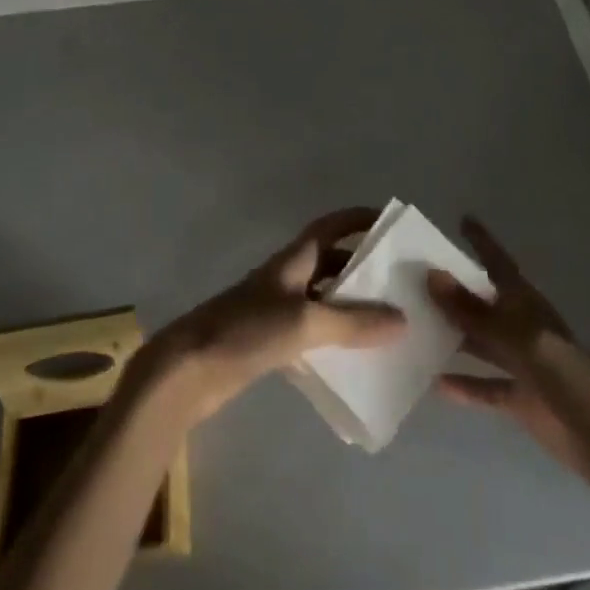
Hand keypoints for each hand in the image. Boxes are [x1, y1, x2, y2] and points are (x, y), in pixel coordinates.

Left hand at [144, 207, 403, 422]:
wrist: (189, 370)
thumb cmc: (246, 330)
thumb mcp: (305, 322)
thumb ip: (352, 322)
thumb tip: (401, 319)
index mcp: (293, 260)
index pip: (330, 227)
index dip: (358, 219)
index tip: (391, 222)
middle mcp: (287, 278)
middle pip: (331, 263)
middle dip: (364, 268)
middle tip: (401, 282)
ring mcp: (277, 309)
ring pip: (324, 299)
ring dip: (351, 306)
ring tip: (389, 321)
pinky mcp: (270, 340)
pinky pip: (313, 330)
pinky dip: (335, 337)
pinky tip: (356, 357)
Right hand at [428, 217, 589, 507]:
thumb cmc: (574, 379)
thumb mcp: (521, 341)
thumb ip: (476, 313)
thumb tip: (432, 276)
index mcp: (527, 306)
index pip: (499, 264)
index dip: (482, 242)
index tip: (462, 219)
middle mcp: (521, 329)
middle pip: (482, 303)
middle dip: (454, 290)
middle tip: (413, 277)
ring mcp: (521, 366)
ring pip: (479, 343)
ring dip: (451, 335)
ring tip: (411, 327)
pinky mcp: (521, 400)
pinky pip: (485, 387)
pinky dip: (463, 385)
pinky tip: (432, 384)